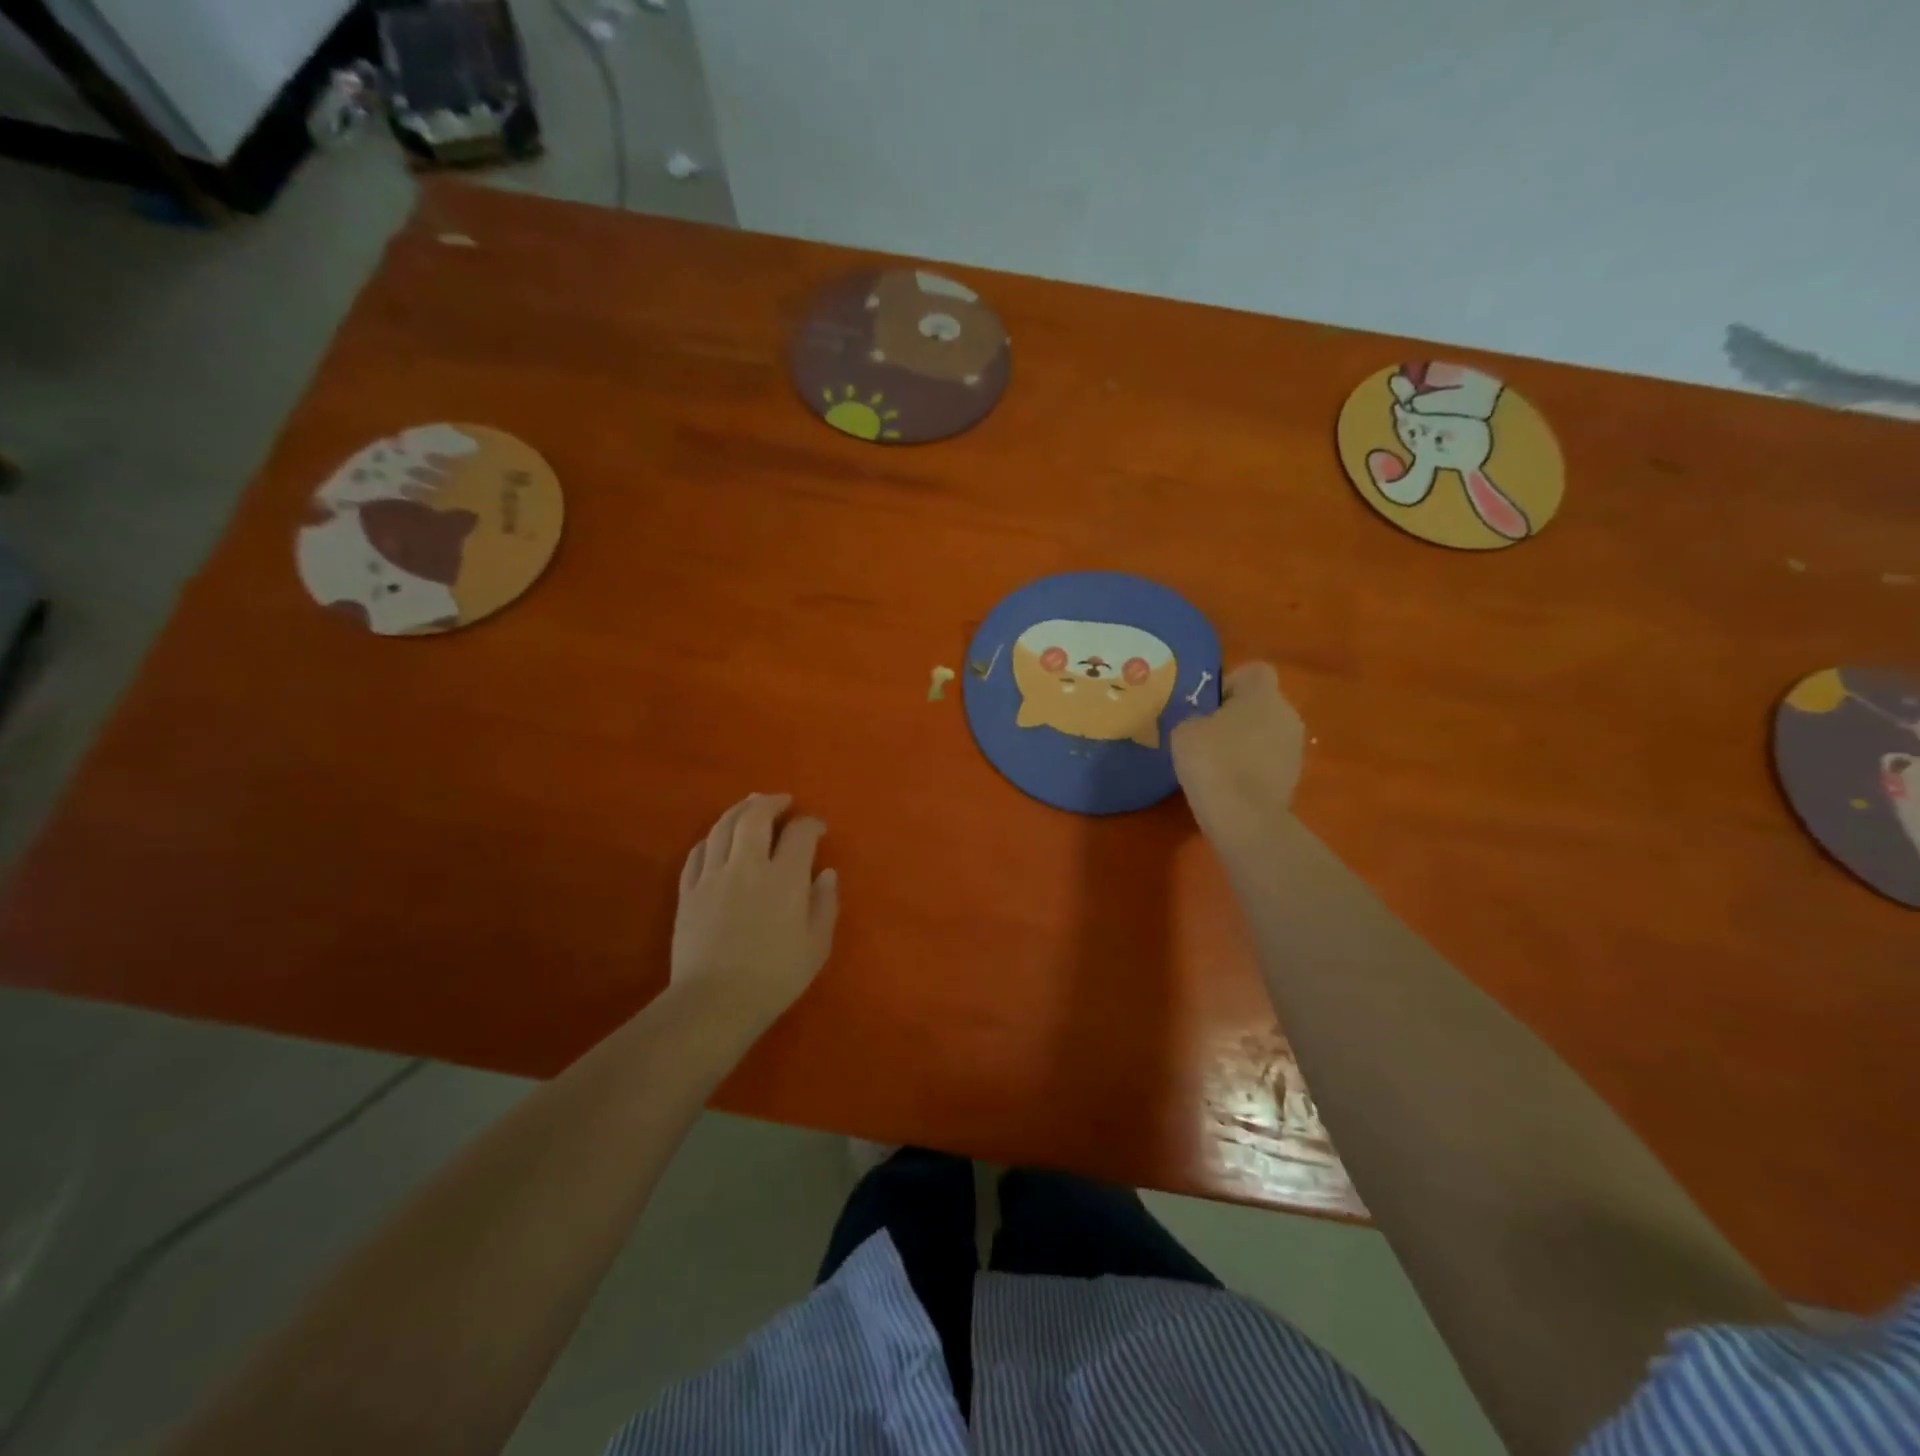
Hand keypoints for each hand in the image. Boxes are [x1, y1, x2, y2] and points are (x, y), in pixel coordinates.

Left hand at [671, 793, 839, 1024]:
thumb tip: (826, 873)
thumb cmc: (774, 977)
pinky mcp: (687, 892)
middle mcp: (747, 866)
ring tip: (750, 805)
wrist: (714, 1002)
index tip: (818, 828)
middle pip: (755, 817)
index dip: (811, 824)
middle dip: (771, 803)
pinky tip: (717, 839)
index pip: (799, 833)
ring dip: (738, 810)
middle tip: (782, 801)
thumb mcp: (816, 946)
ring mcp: (712, 876)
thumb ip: (825, 904)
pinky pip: (697, 853)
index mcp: (784, 877)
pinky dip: (711, 838)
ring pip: (722, 827)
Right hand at [1171, 663, 1304, 846]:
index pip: (1253, 671)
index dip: (1229, 682)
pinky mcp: (1294, 777)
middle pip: (1261, 703)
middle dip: (1237, 715)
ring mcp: (1295, 747)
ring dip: (1246, 741)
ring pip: (1267, 732)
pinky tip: (1230, 784)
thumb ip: (1194, 717)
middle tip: (1206, 734)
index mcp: (1263, 694)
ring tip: (1217, 763)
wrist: (1244, 818)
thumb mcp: (1183, 730)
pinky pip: (1269, 760)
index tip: (1208, 705)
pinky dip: (1252, 766)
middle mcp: (1287, 714)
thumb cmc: (1212, 762)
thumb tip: (1203, 722)